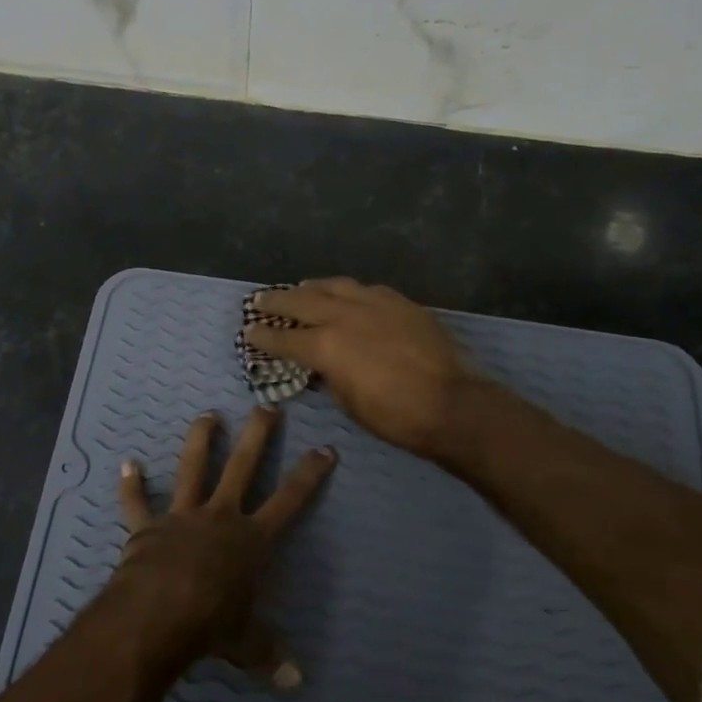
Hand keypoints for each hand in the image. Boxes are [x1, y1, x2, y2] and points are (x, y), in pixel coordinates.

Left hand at [113, 406, 334, 689]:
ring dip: (200, 440)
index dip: (309, 475)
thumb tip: (296, 683)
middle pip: (243, 467)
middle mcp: (220, 517)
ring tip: (208, 415)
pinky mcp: (147, 527)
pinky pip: (137, 503)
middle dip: (258, 436)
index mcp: (251, 540)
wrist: (158, 615)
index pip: (290, 500)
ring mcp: (182, 516)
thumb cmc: (211, 625)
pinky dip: (132, 486)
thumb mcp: (246, 643)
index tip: (325, 448)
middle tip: (267, 407)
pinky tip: (127, 464)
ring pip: (193, 468)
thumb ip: (269, 655)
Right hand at [247, 278, 484, 457]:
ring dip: (313, 287)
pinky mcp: (400, 302)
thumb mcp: (348, 402)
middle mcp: (345, 315)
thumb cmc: (395, 416)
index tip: (249, 331)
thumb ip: (330, 375)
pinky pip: (366, 289)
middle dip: (277, 301)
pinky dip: (349, 291)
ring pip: (335, 285)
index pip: (284, 337)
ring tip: (302, 287)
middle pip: (302, 300)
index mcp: (326, 345)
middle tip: (260, 300)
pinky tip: (348, 294)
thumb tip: (324, 364)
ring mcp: (375, 303)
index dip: (263, 335)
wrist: (452, 404)